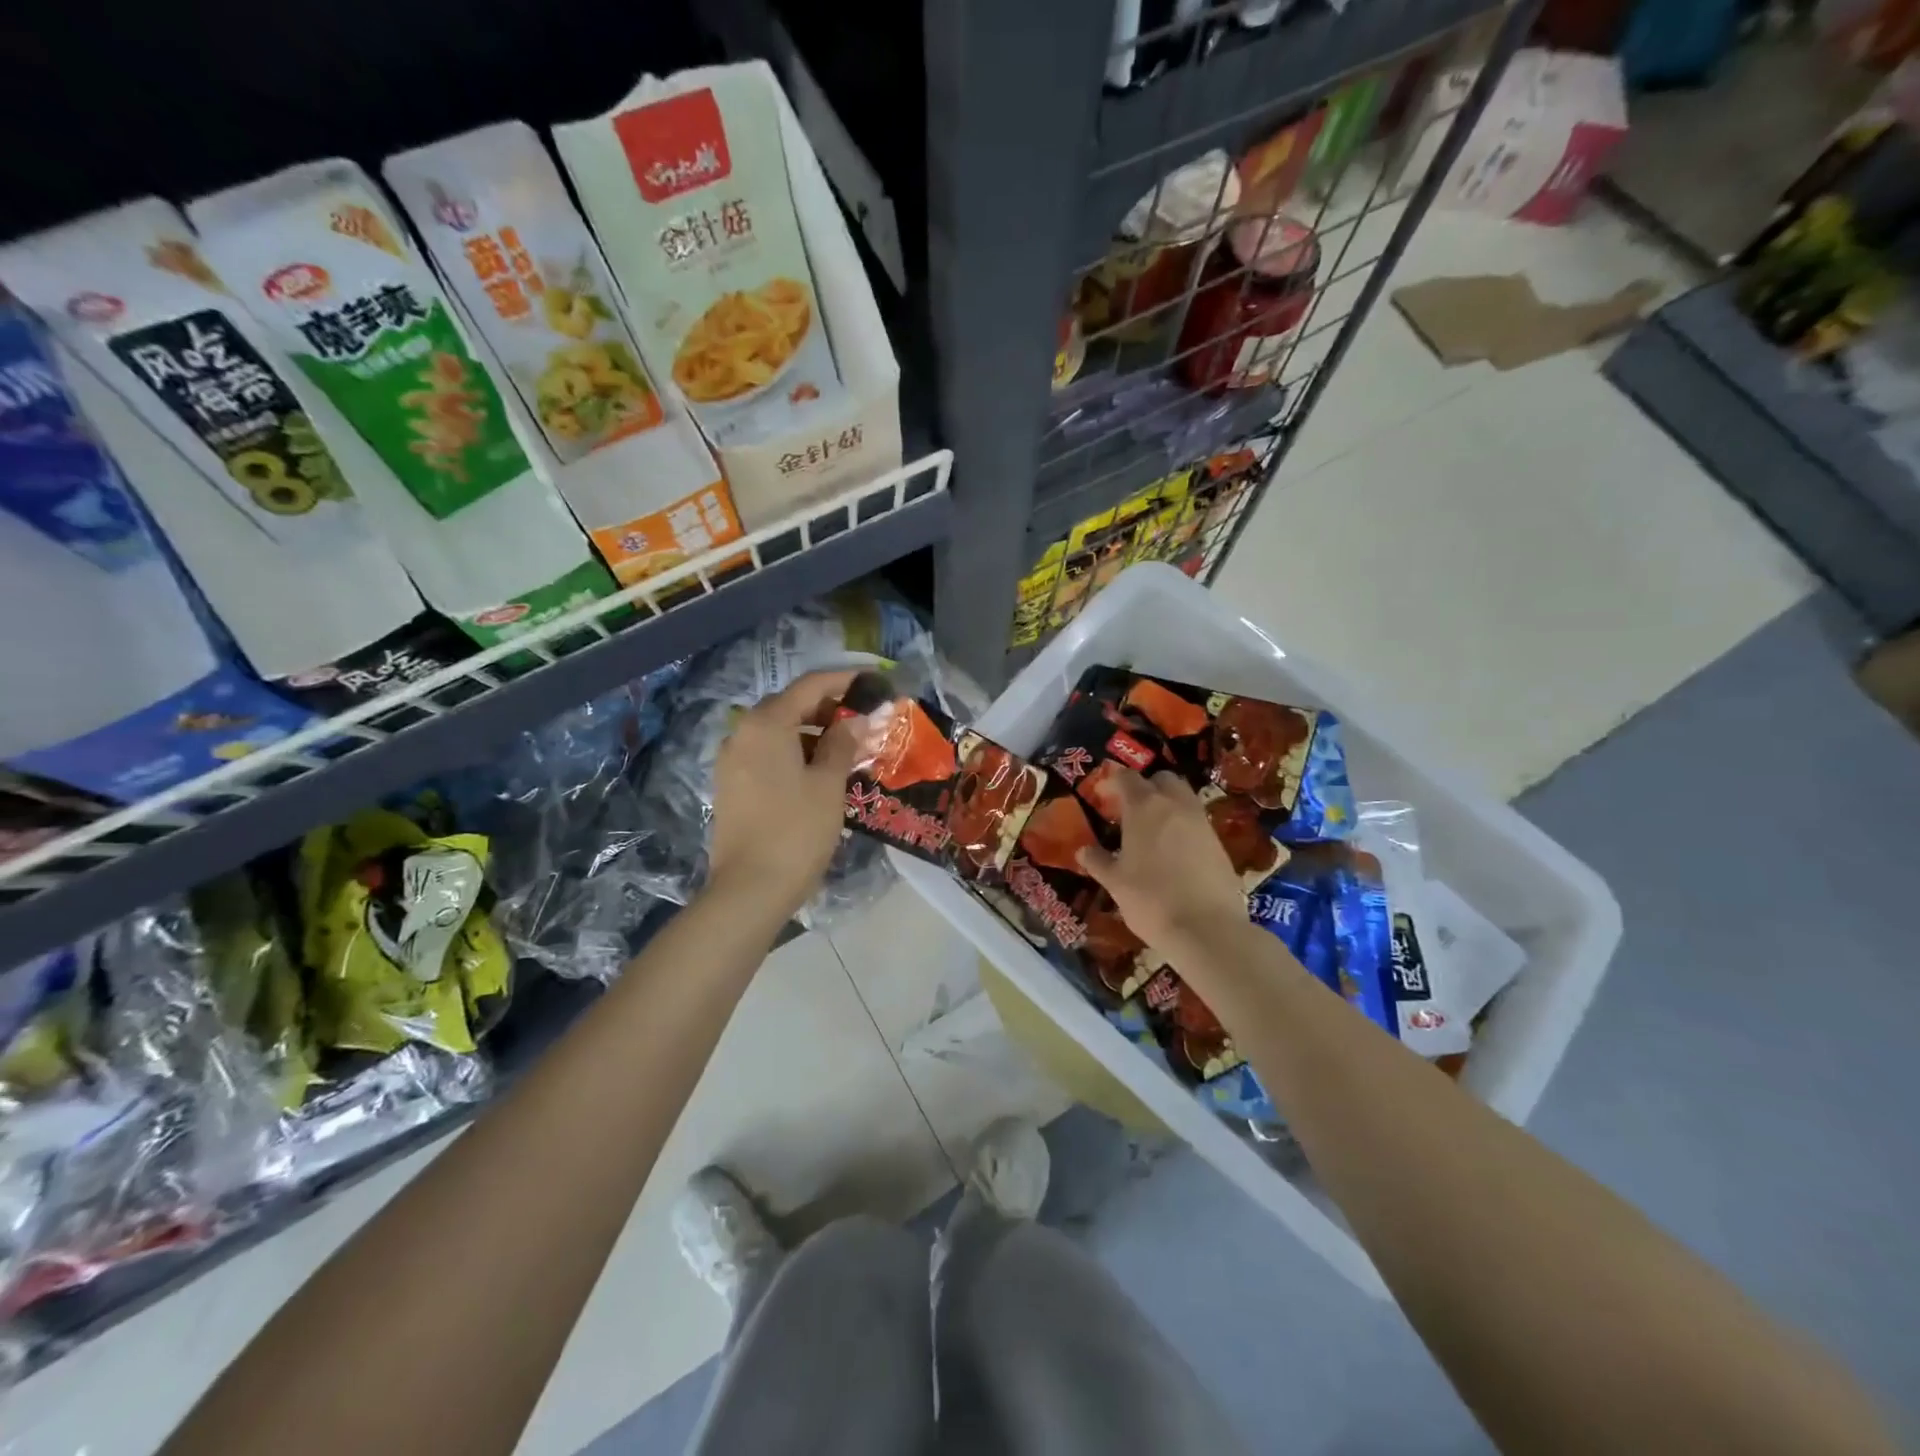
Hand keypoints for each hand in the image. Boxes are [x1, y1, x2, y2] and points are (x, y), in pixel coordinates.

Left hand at [707, 670, 862, 921]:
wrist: (749, 889)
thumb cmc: (796, 831)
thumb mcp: (829, 783)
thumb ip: (843, 743)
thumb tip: (857, 720)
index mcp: (766, 723)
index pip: (810, 685)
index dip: (844, 680)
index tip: (874, 681)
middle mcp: (742, 732)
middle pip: (791, 705)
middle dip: (830, 708)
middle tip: (865, 719)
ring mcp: (732, 760)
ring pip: (778, 731)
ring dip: (813, 732)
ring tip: (849, 748)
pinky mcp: (732, 784)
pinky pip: (767, 754)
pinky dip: (795, 752)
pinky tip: (821, 771)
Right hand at [1075, 769, 1247, 955]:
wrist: (1207, 928)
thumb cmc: (1151, 900)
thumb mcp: (1115, 883)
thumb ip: (1098, 861)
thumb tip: (1083, 850)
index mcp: (1144, 807)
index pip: (1127, 778)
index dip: (1112, 782)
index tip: (1102, 794)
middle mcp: (1175, 805)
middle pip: (1161, 779)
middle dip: (1145, 786)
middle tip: (1128, 809)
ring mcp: (1200, 822)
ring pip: (1183, 797)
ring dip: (1166, 803)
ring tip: (1150, 829)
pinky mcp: (1218, 842)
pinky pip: (1196, 821)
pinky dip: (1182, 825)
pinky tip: (1172, 851)